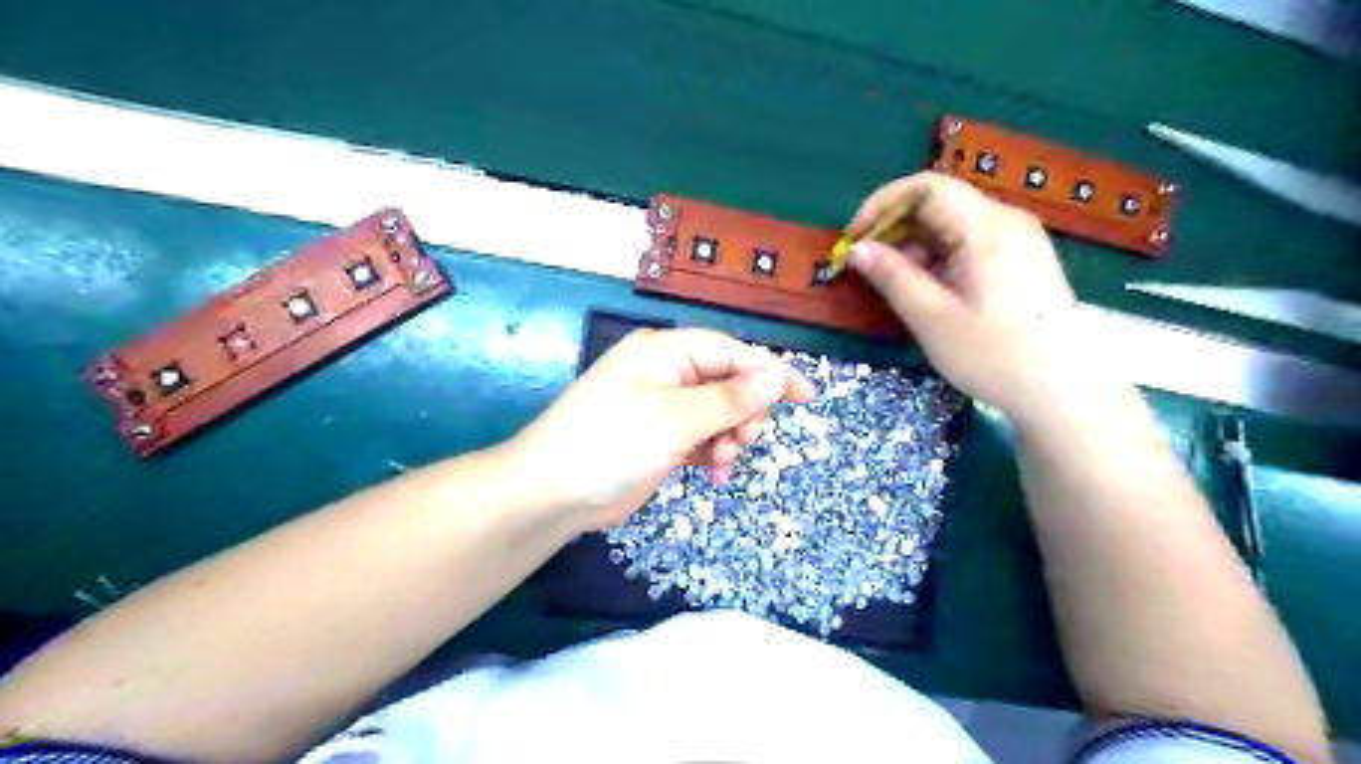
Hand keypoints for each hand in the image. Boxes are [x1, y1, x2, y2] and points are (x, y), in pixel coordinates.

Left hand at [507, 328, 806, 529]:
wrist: (552, 493)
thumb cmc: (613, 442)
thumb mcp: (677, 418)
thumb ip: (731, 398)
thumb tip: (778, 374)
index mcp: (666, 352)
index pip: (732, 352)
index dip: (770, 373)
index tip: (806, 397)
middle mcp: (666, 373)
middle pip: (728, 384)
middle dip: (745, 413)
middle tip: (746, 441)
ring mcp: (662, 408)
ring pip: (719, 414)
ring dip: (730, 437)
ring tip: (722, 462)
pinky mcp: (660, 438)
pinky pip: (702, 437)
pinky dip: (713, 453)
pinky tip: (713, 473)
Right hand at [848, 170, 1099, 422]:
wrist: (1062, 391)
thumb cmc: (994, 355)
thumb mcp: (932, 318)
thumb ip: (892, 277)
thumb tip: (856, 249)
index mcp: (986, 228)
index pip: (925, 187)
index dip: (881, 205)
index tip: (853, 239)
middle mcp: (1006, 221)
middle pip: (939, 203)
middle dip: (895, 228)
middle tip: (866, 265)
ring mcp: (1018, 240)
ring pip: (952, 224)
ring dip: (914, 246)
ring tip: (891, 283)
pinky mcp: (1021, 260)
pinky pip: (969, 243)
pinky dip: (937, 258)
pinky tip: (925, 289)